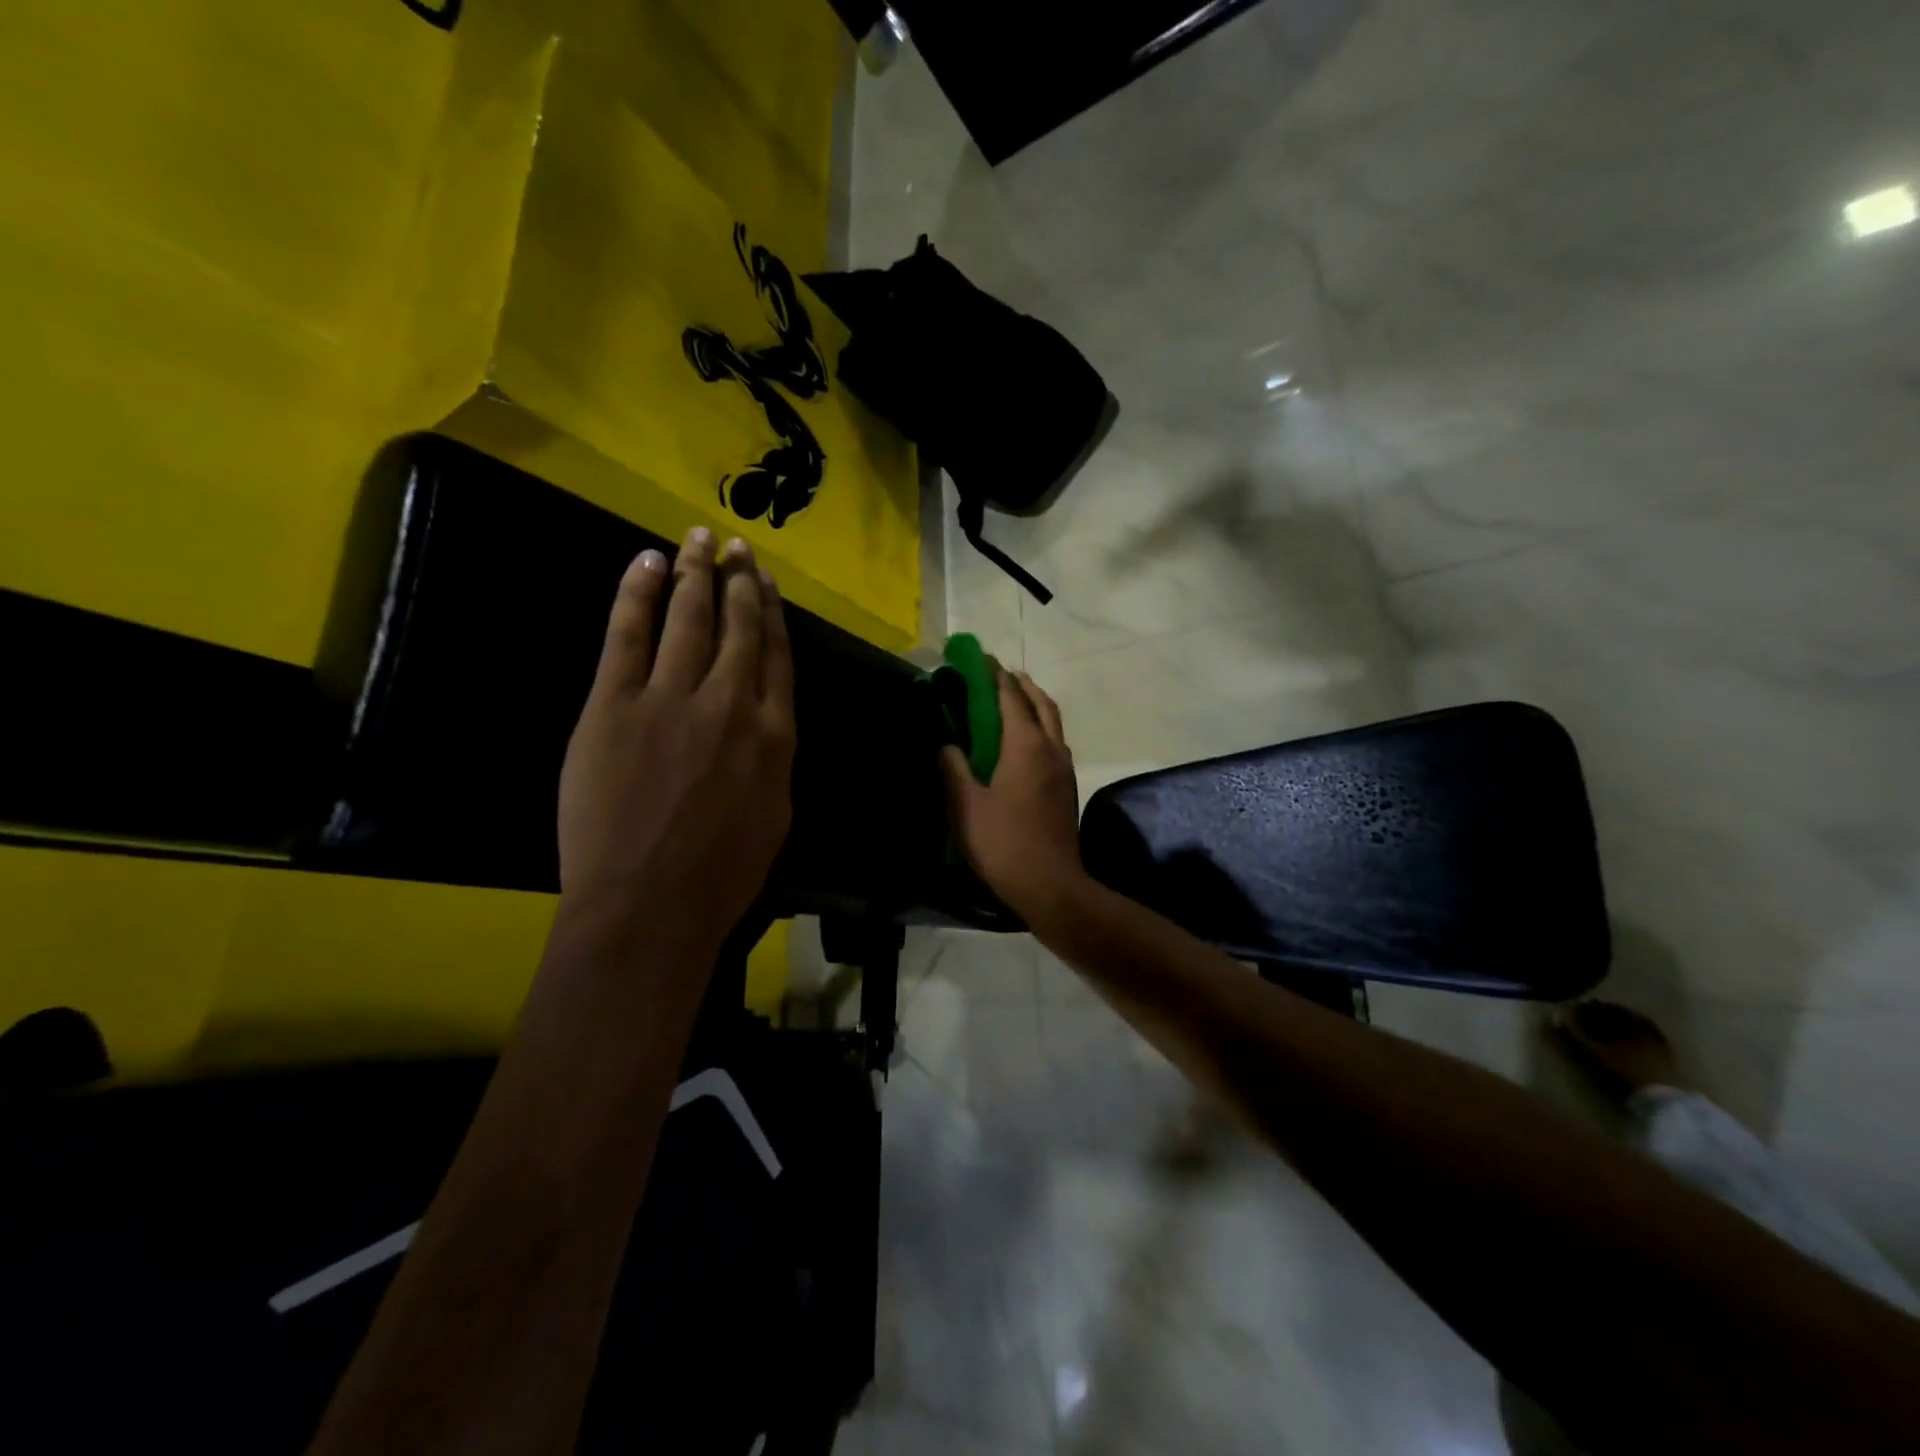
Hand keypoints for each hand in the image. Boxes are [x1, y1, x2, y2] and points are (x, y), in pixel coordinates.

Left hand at [557, 528, 795, 962]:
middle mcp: (730, 704)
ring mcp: (671, 699)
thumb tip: (765, 722)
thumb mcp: (776, 815)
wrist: (649, 905)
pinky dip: (636, 594)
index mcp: (774, 734)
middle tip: (735, 548)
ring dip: (694, 572)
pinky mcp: (614, 705)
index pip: (776, 657)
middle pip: (738, 627)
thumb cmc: (721, 875)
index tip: (765, 583)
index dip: (771, 613)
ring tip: (698, 539)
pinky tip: (645, 563)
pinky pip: (628, 635)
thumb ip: (774, 758)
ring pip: (688, 618)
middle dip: (737, 581)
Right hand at [941, 667, 1087, 927]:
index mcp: (1026, 746)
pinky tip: (1024, 740)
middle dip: (1020, 683)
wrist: (1050, 885)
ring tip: (1012, 700)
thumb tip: (946, 743)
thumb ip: (953, 768)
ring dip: (1034, 703)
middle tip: (997, 674)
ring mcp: (1065, 767)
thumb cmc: (1003, 843)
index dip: (994, 674)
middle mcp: (1051, 748)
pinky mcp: (1068, 786)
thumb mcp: (965, 805)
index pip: (1010, 697)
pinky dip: (1041, 726)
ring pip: (1053, 722)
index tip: (979, 658)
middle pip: (1040, 702)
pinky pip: (1056, 741)